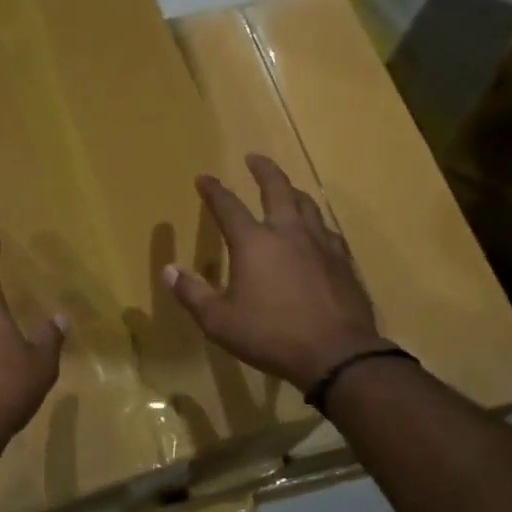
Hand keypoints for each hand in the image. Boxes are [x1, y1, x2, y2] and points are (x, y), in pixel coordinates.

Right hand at [164, 155, 382, 390]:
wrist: (337, 354)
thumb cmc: (272, 335)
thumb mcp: (219, 321)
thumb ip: (192, 293)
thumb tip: (169, 270)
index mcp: (254, 243)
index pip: (228, 206)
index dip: (213, 191)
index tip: (204, 178)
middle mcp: (288, 233)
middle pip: (277, 189)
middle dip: (263, 170)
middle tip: (254, 158)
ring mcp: (321, 245)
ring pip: (307, 205)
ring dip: (292, 191)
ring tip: (286, 188)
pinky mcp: (343, 262)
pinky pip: (328, 231)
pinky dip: (315, 223)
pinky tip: (316, 231)